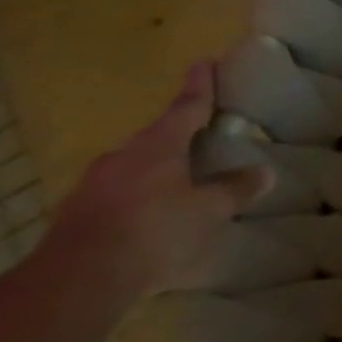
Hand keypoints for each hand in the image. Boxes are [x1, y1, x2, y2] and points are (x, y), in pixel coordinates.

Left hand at [41, 63, 272, 303]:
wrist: (78, 279)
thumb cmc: (154, 230)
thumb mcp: (209, 210)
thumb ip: (235, 189)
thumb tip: (264, 172)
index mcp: (157, 147)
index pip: (186, 108)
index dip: (199, 86)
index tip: (204, 62)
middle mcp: (122, 158)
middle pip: (156, 138)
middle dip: (178, 135)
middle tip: (200, 135)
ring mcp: (93, 186)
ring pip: (134, 167)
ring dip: (157, 169)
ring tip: (180, 181)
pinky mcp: (77, 216)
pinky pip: (118, 195)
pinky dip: (139, 197)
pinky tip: (152, 216)